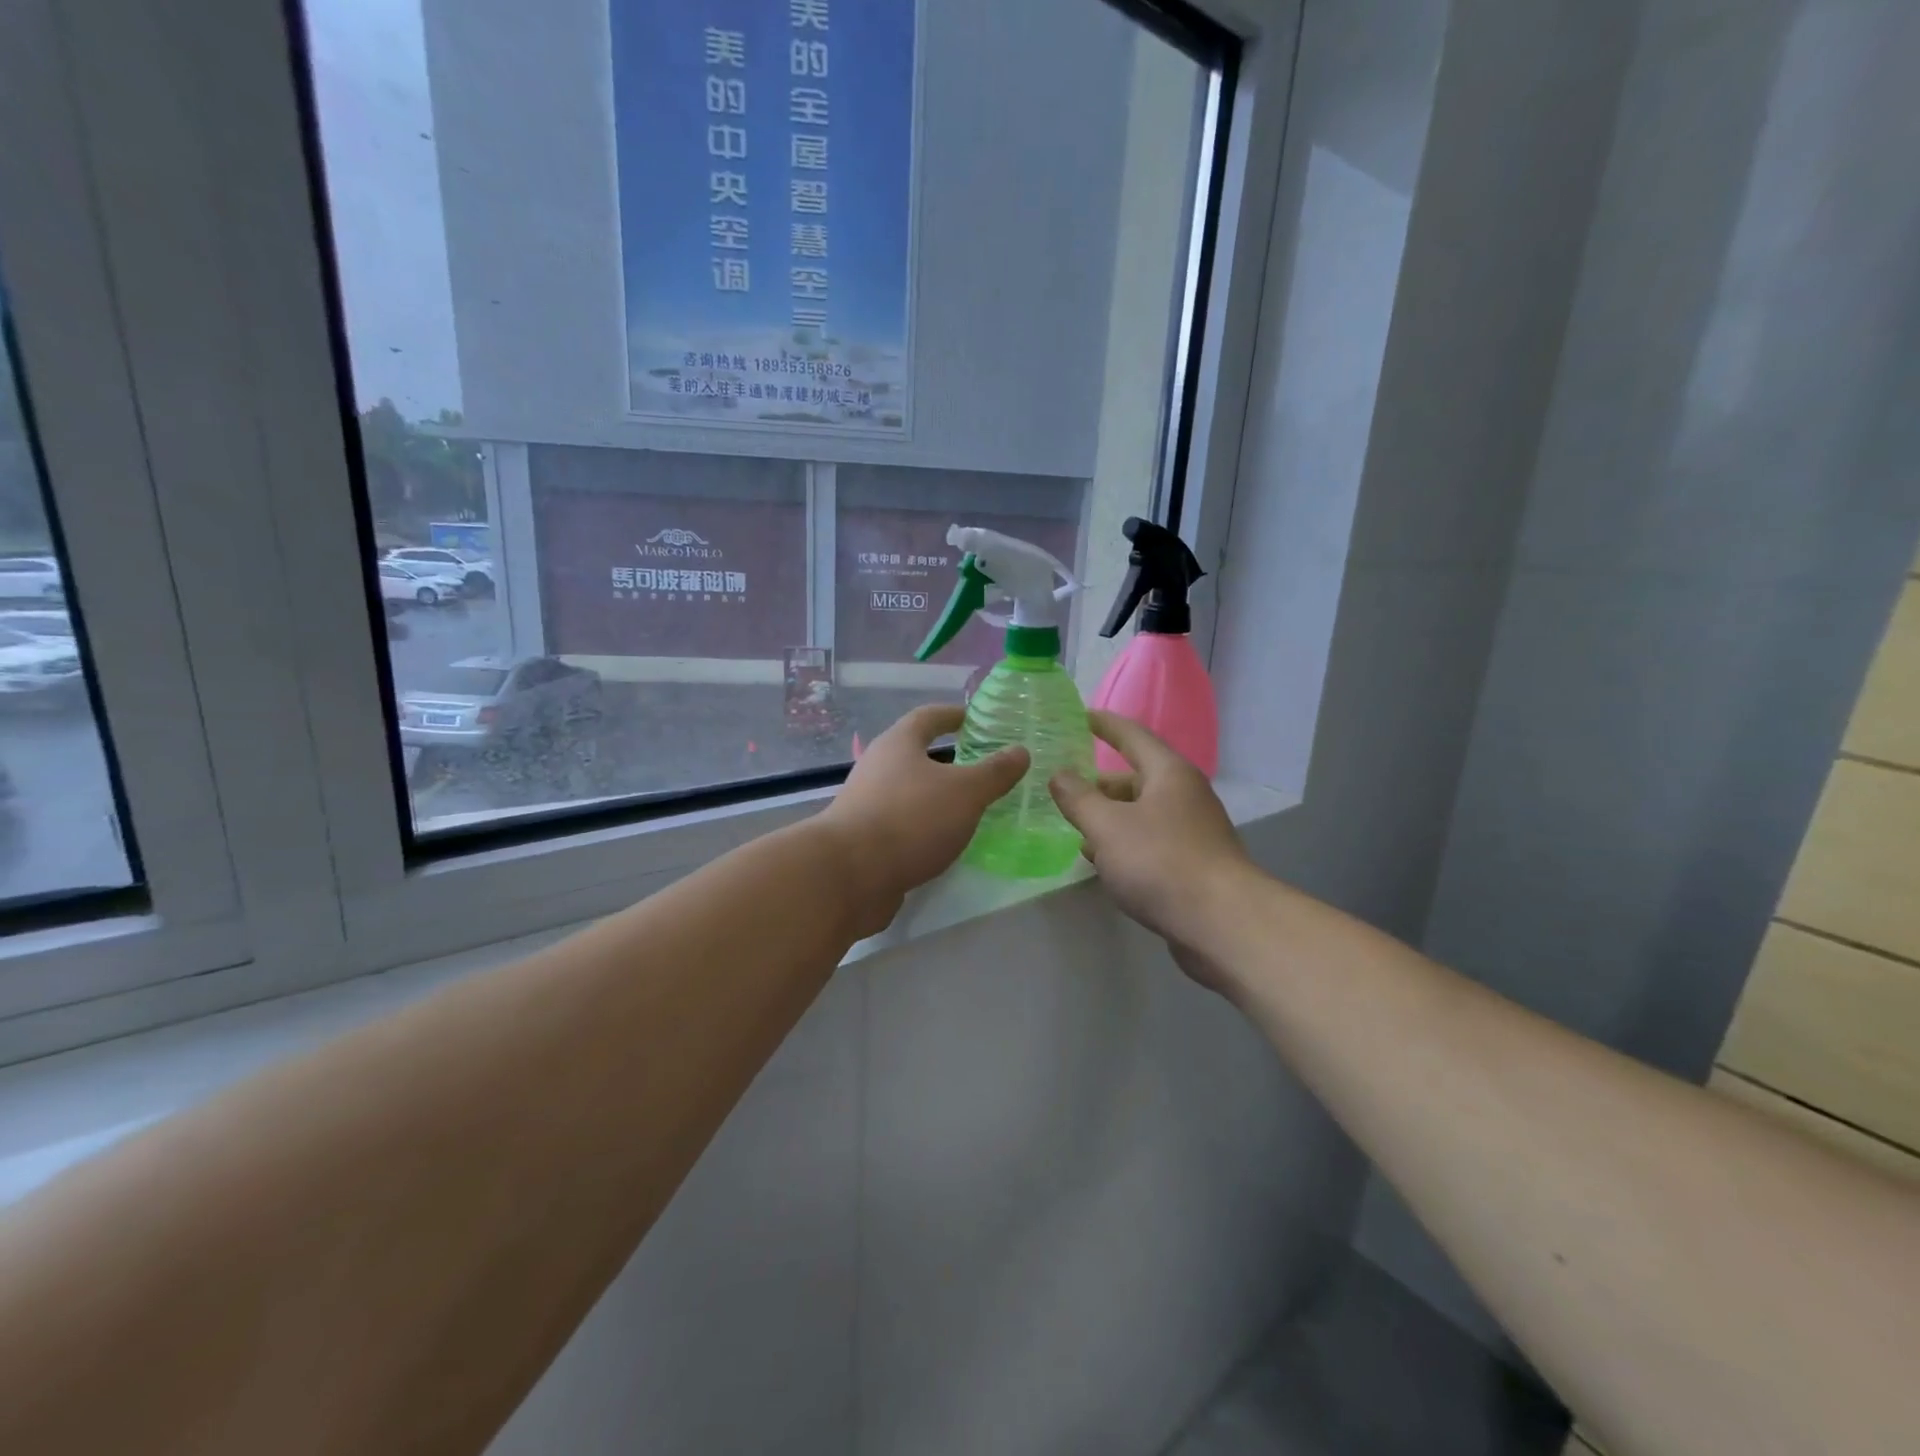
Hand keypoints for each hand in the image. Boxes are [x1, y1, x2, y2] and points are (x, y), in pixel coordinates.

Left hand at [821, 704, 1027, 934]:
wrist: (849, 875)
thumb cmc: (911, 819)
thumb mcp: (965, 792)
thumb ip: (994, 772)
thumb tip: (1020, 751)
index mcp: (898, 743)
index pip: (928, 717)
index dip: (952, 715)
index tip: (974, 719)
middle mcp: (877, 767)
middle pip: (915, 753)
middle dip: (947, 759)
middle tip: (981, 767)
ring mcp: (866, 804)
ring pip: (908, 791)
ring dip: (935, 795)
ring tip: (970, 808)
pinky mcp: (863, 839)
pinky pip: (902, 823)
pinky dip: (924, 826)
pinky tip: (944, 841)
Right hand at [1048, 711, 1253, 948]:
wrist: (1221, 923)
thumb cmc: (1160, 862)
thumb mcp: (1107, 826)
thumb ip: (1078, 798)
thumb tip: (1060, 775)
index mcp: (1168, 773)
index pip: (1132, 735)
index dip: (1105, 724)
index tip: (1082, 715)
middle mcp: (1184, 795)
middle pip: (1135, 778)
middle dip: (1099, 784)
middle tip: (1064, 789)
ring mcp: (1192, 831)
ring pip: (1141, 814)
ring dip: (1109, 819)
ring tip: (1076, 830)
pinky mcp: (1192, 864)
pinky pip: (1150, 843)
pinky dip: (1124, 845)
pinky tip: (1103, 863)